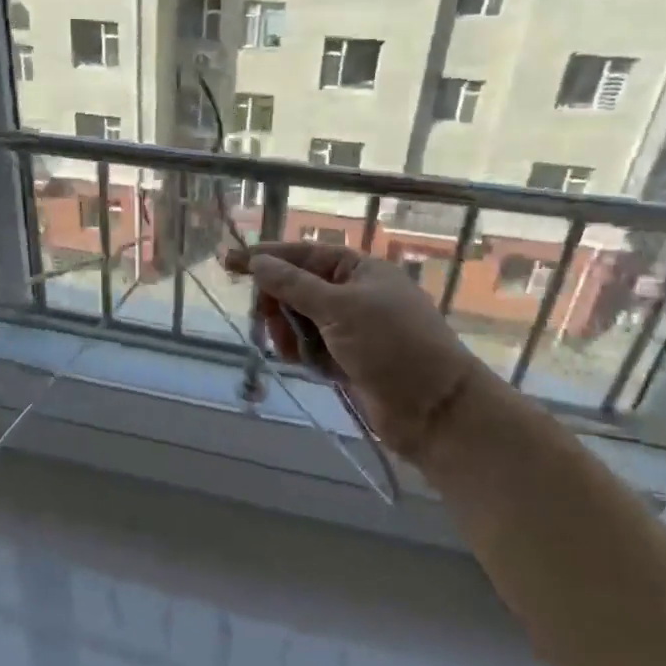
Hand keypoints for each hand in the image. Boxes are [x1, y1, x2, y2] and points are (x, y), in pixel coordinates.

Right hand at [223, 243, 489, 457]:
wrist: (436, 410)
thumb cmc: (392, 347)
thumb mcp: (339, 308)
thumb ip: (293, 284)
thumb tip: (257, 261)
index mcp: (359, 270)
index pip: (302, 255)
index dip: (266, 258)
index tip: (230, 262)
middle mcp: (353, 294)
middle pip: (296, 288)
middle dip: (279, 306)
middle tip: (267, 321)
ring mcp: (351, 328)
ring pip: (299, 321)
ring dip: (290, 335)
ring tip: (294, 353)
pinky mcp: (348, 359)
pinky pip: (310, 348)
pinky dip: (306, 356)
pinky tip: (314, 368)